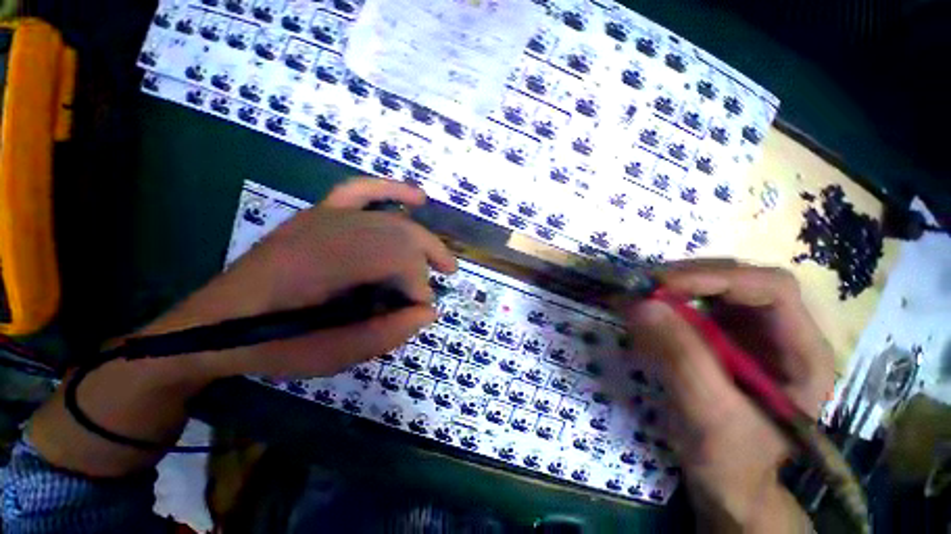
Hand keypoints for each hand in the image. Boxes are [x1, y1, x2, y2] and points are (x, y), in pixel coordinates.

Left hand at [142, 178, 456, 380]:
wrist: (214, 324)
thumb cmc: (273, 345)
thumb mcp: (331, 355)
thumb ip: (386, 334)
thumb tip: (429, 312)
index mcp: (328, 264)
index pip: (398, 260)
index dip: (418, 285)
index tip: (420, 310)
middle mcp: (329, 230)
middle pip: (401, 234)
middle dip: (429, 258)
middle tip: (444, 280)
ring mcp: (323, 216)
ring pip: (391, 218)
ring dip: (422, 237)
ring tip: (442, 258)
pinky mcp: (319, 213)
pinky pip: (361, 190)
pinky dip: (391, 190)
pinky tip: (417, 197)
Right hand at [621, 262, 833, 531]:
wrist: (726, 481)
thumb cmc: (731, 459)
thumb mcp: (709, 414)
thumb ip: (680, 357)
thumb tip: (641, 304)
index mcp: (803, 353)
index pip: (772, 289)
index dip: (718, 279)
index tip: (662, 286)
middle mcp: (782, 333)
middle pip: (741, 281)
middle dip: (691, 279)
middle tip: (644, 288)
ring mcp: (751, 333)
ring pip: (715, 289)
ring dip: (676, 288)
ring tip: (641, 297)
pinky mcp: (723, 338)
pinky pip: (695, 306)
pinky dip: (668, 304)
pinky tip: (649, 313)